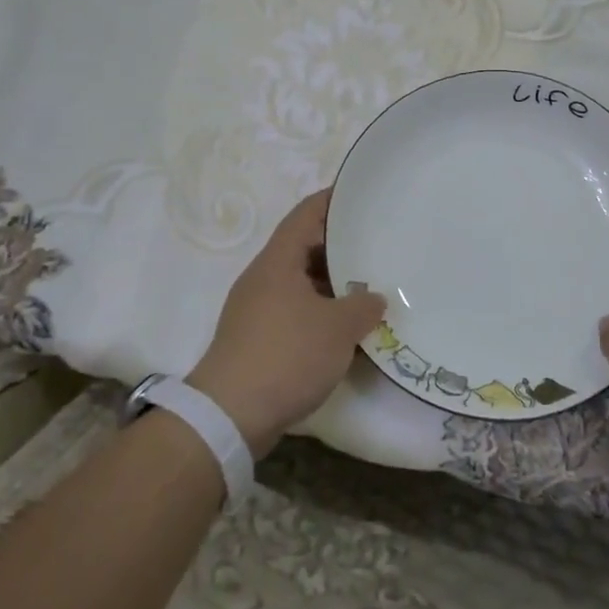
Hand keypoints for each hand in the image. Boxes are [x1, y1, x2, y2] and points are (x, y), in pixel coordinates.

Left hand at [187, 189, 386, 456]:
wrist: (231, 415)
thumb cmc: (287, 355)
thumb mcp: (338, 328)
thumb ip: (363, 306)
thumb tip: (374, 299)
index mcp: (278, 261)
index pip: (306, 214)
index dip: (333, 200)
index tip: (362, 193)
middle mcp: (264, 278)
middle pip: (305, 247)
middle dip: (341, 245)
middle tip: (378, 243)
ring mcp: (257, 310)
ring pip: (302, 283)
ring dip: (333, 284)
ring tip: (371, 285)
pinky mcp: (258, 339)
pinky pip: (296, 312)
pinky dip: (321, 312)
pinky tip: (347, 328)